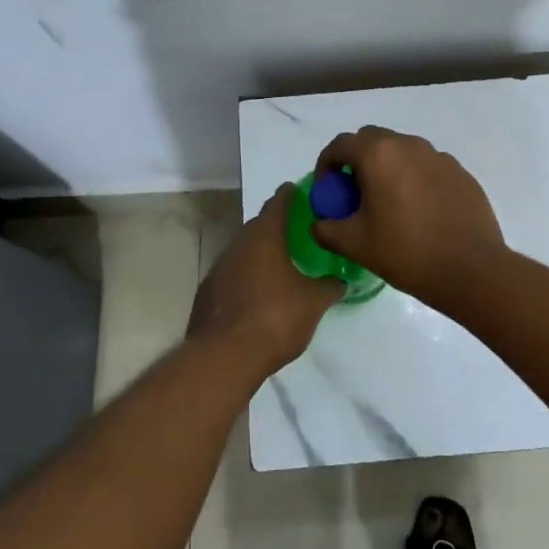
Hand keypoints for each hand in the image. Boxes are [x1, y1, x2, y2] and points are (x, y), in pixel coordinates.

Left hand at [188, 185, 342, 375]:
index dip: (291, 195)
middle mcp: (238, 245)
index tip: (302, 191)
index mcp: (264, 237)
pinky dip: (247, 277)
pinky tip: (259, 294)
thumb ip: (329, 287)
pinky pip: (232, 275)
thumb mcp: (313, 303)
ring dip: (261, 254)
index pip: (278, 203)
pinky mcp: (208, 293)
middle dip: (277, 226)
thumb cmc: (274, 319)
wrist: (223, 357)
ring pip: (244, 251)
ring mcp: (219, 268)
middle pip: (259, 226)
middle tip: (298, 232)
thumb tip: (341, 281)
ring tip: (282, 265)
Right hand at [310, 126, 508, 310]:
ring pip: (403, 151)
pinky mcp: (461, 173)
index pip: (340, 145)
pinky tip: (419, 212)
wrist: (471, 269)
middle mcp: (409, 145)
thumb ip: (326, 229)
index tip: (327, 191)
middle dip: (357, 160)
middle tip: (354, 194)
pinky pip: (427, 167)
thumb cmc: (406, 253)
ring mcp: (439, 157)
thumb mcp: (355, 245)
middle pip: (372, 140)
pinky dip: (414, 179)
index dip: (326, 166)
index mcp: (378, 155)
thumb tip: (320, 224)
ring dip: (387, 168)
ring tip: (387, 203)